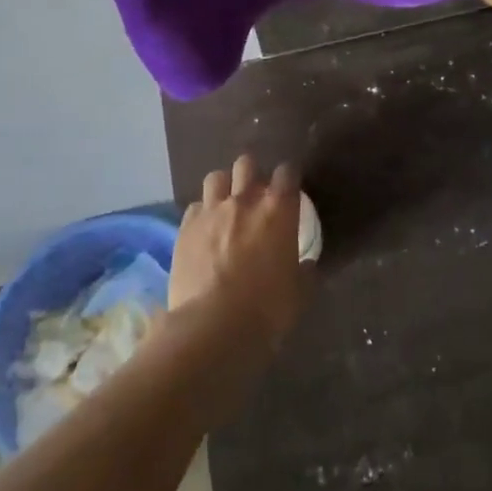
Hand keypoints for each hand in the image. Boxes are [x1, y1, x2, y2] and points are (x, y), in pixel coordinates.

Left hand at [170, 154, 311, 353]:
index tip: (290, 190)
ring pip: (216, 177)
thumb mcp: (299, 292)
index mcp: (278, 209)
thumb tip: (306, 265)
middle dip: (252, 174)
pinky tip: (204, 230)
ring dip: (224, 187)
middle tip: (255, 195)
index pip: (287, 172)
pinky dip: (202, 213)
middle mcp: (244, 200)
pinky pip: (194, 207)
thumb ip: (304, 271)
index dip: (288, 177)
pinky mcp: (185, 229)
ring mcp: (211, 211)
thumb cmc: (266, 307)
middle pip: (247, 164)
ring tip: (226, 205)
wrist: (212, 326)